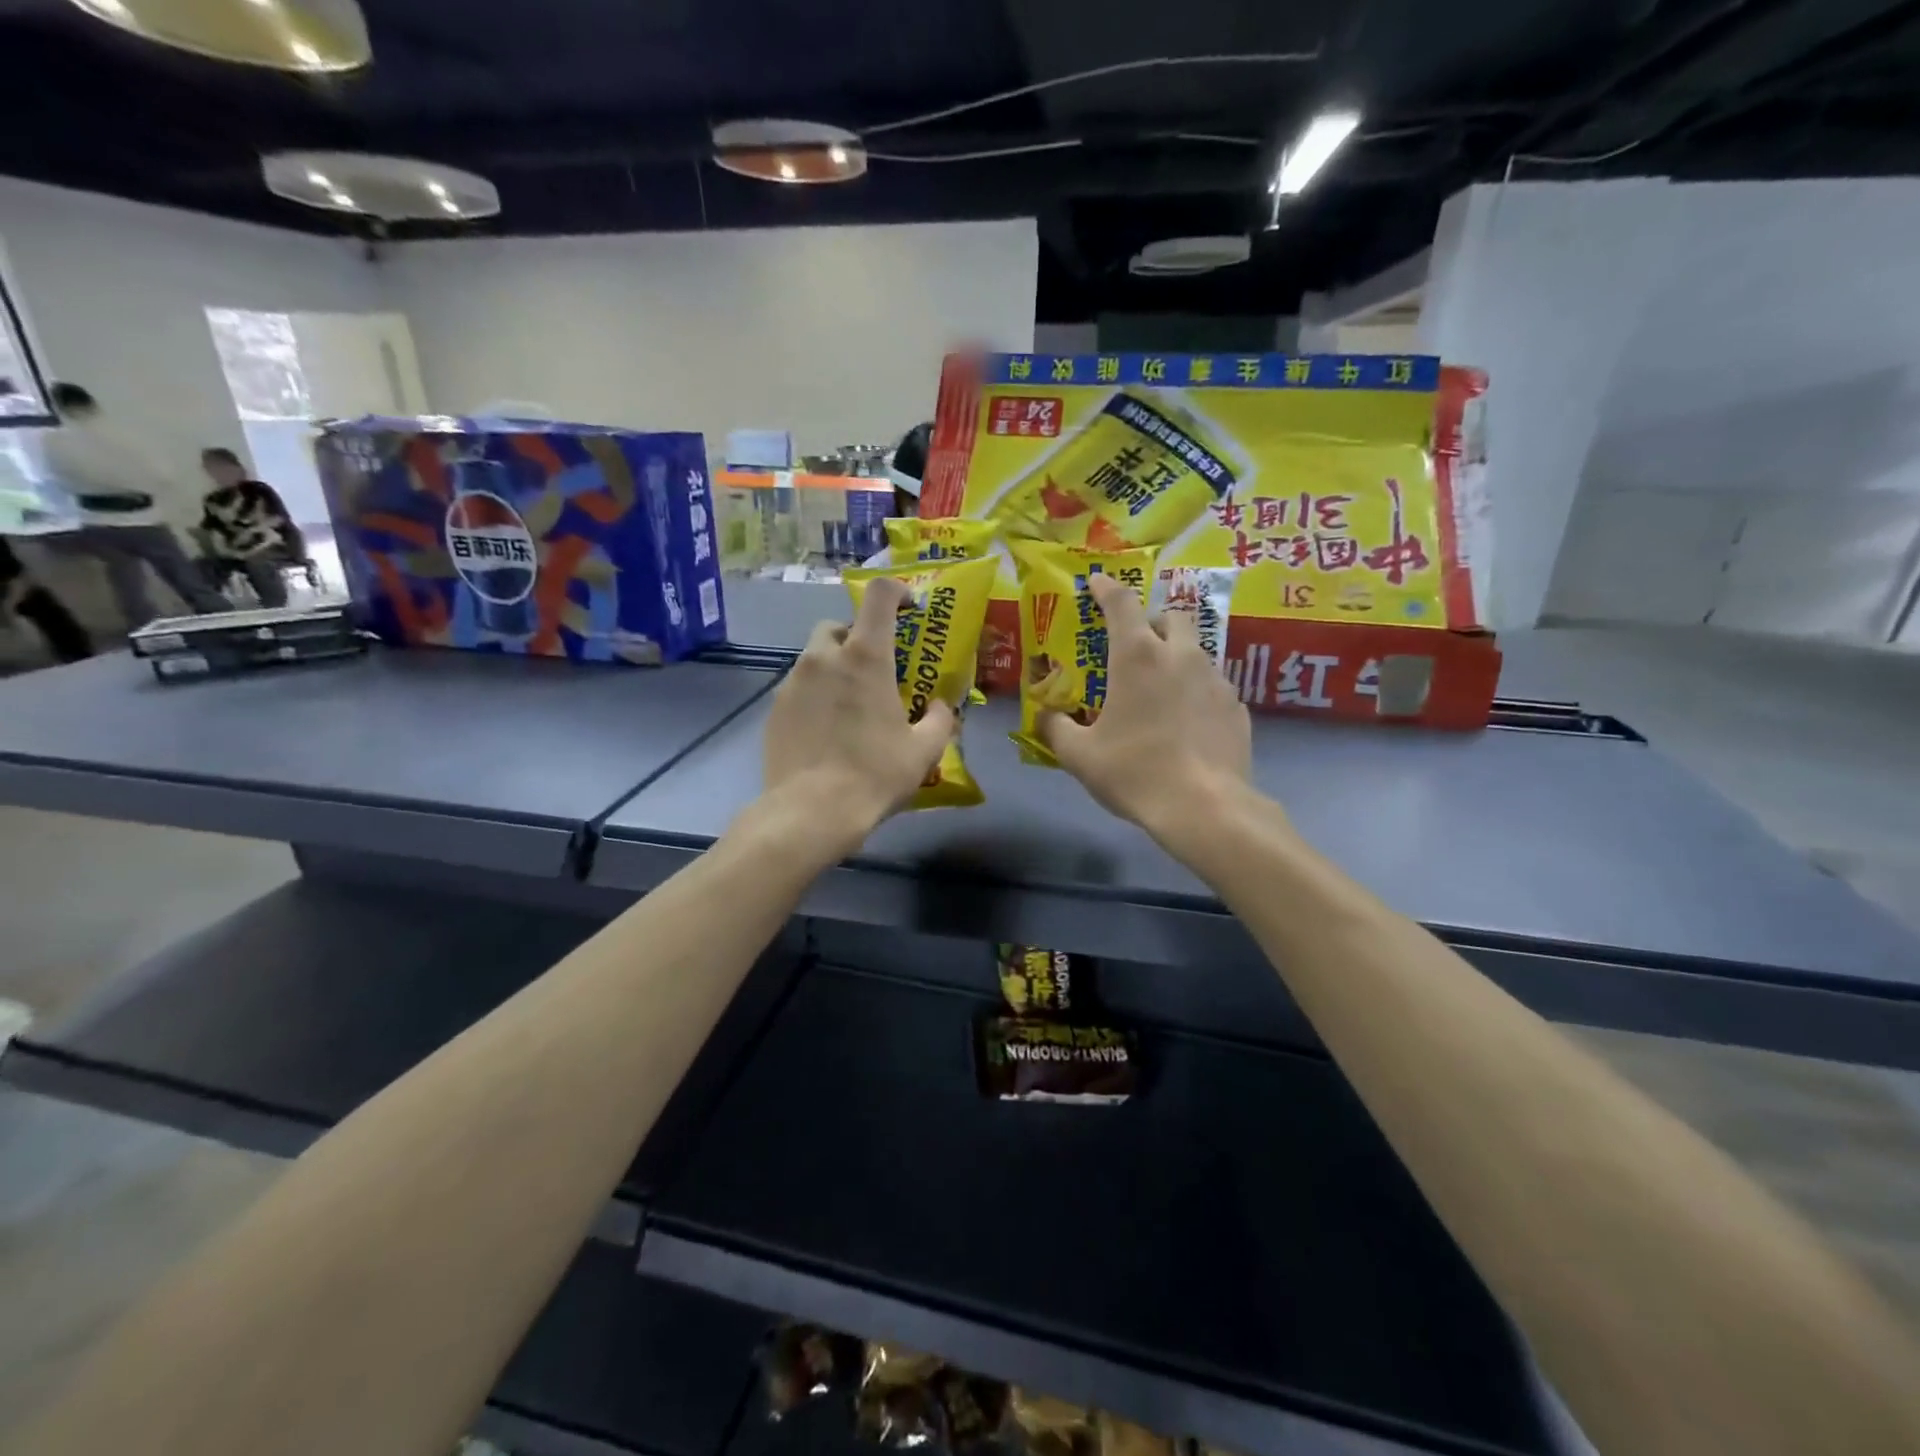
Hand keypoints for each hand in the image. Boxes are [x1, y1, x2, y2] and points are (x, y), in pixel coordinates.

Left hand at [759, 578, 955, 853]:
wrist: (811, 812)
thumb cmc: (874, 774)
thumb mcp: (924, 751)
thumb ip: (939, 720)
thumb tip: (941, 707)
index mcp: (865, 657)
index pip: (878, 596)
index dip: (896, 592)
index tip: (909, 608)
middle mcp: (823, 658)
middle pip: (837, 626)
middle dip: (855, 638)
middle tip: (874, 670)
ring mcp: (792, 682)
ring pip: (814, 659)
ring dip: (833, 670)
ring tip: (849, 707)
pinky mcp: (773, 710)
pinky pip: (798, 690)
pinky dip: (814, 698)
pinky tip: (825, 732)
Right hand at [1038, 573, 1251, 841]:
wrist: (1205, 808)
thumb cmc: (1134, 772)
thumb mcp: (1079, 755)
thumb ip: (1056, 728)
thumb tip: (1045, 717)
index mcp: (1138, 657)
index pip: (1122, 603)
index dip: (1106, 588)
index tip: (1096, 583)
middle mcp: (1181, 656)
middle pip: (1171, 616)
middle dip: (1152, 621)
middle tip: (1135, 646)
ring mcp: (1216, 680)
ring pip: (1196, 651)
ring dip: (1176, 658)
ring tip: (1161, 691)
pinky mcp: (1237, 707)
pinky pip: (1213, 685)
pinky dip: (1196, 692)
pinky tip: (1187, 723)